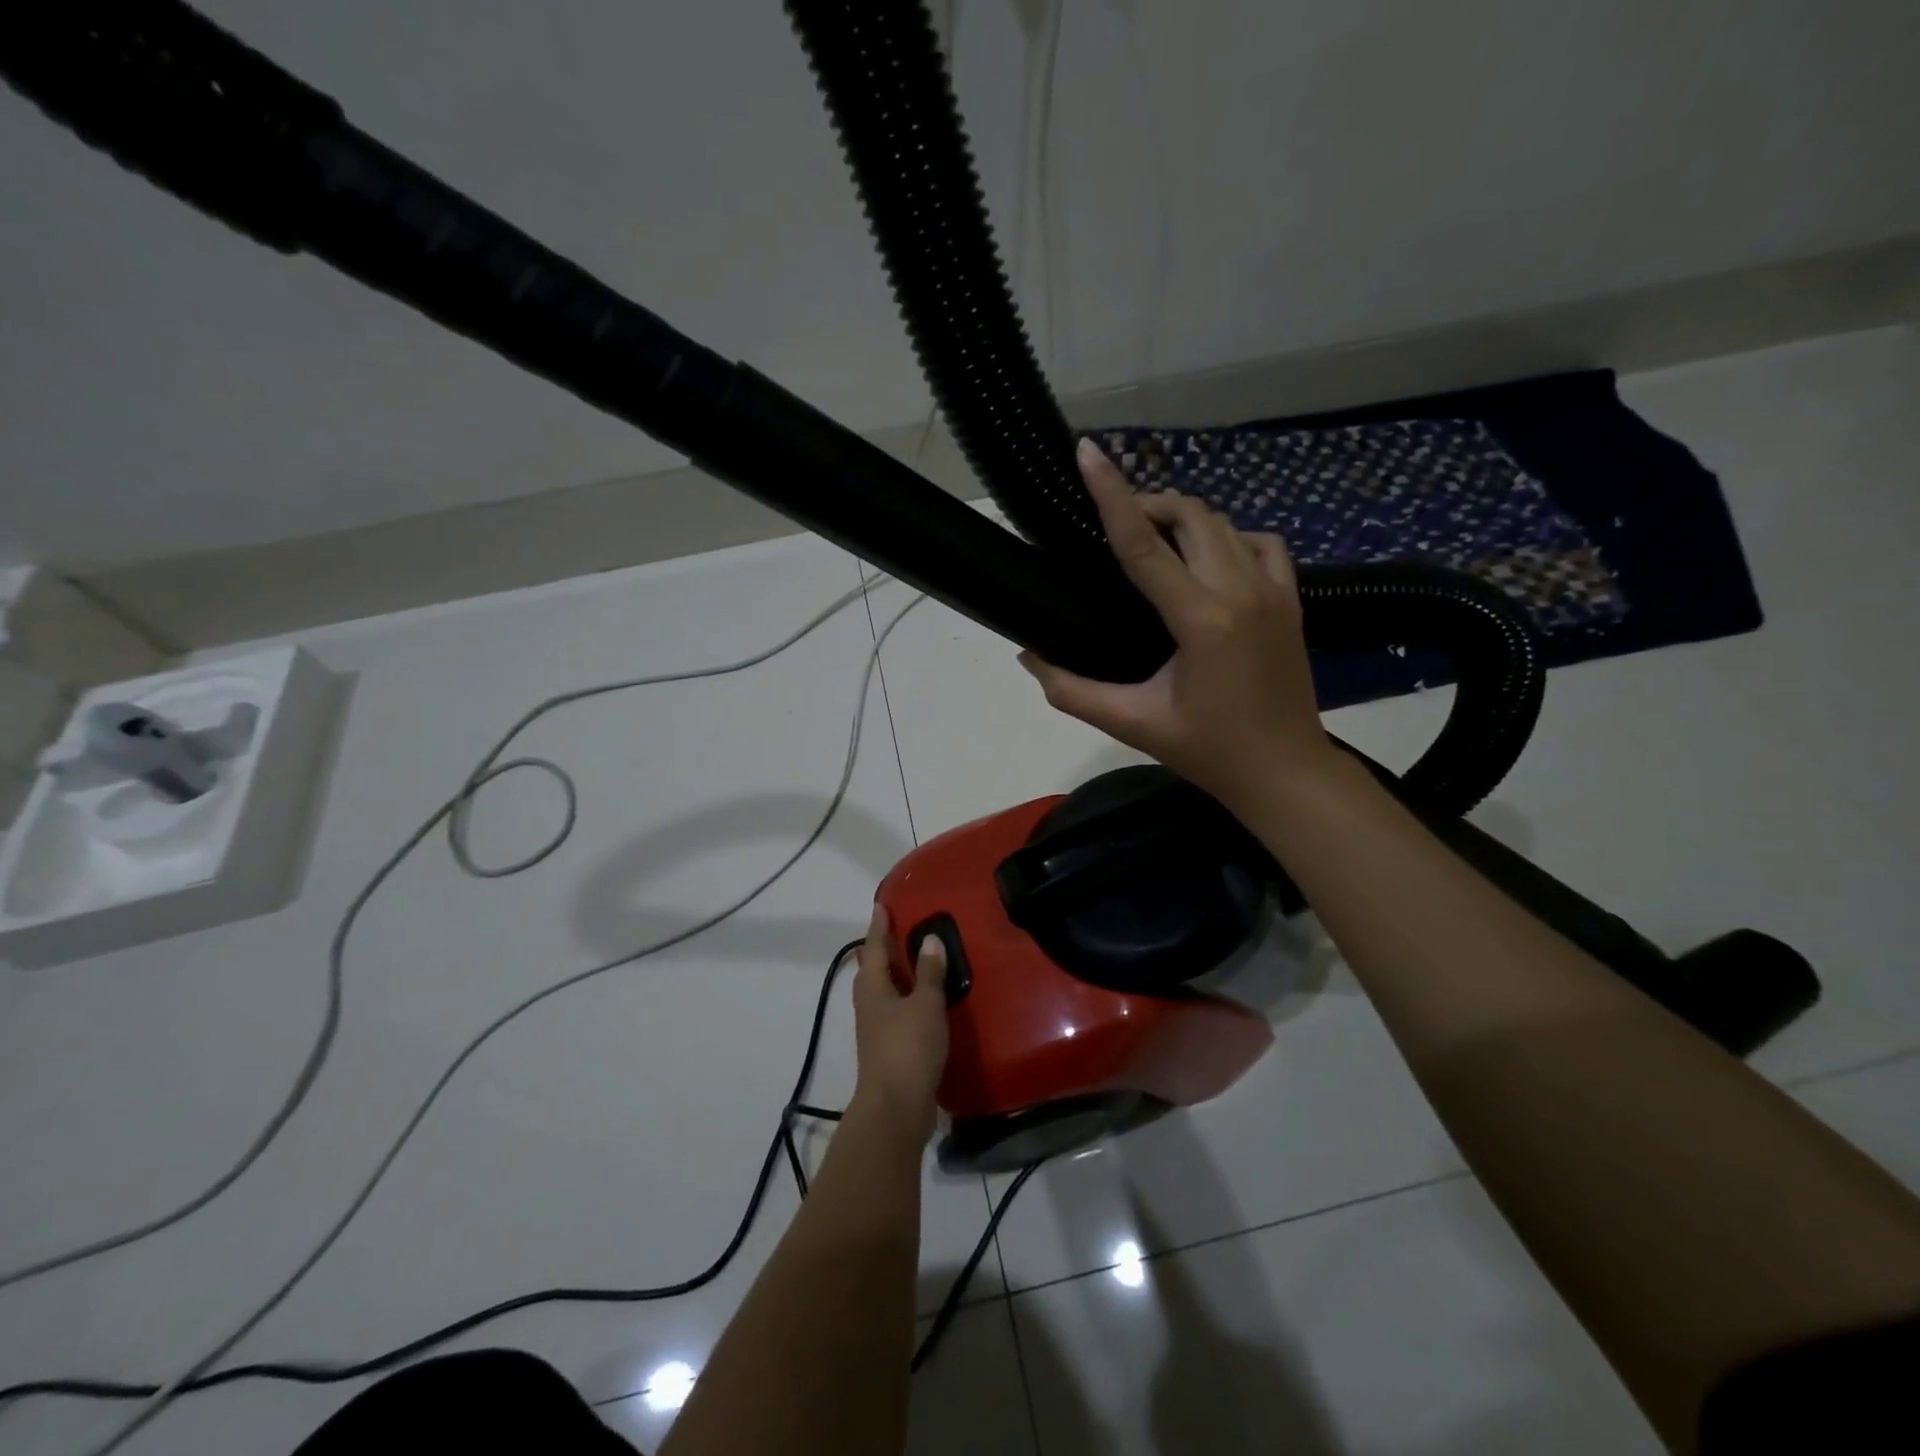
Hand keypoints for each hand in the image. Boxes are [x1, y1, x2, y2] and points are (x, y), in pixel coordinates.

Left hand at [850, 904, 949, 1144]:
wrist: (896, 1109)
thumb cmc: (907, 1049)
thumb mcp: (925, 1005)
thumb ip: (929, 973)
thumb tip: (929, 939)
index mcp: (872, 987)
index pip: (874, 946)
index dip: (879, 924)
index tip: (882, 904)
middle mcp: (869, 1002)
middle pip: (874, 967)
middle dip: (885, 947)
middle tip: (903, 927)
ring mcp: (877, 1027)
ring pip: (885, 989)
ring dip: (898, 973)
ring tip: (918, 958)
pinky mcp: (889, 1047)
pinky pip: (898, 1009)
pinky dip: (909, 996)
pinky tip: (926, 999)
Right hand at [1018, 439, 1335, 811]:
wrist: (1286, 772)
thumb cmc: (1209, 751)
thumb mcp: (1134, 724)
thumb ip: (1073, 691)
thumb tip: (1029, 655)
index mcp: (1202, 619)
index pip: (1145, 544)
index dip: (1112, 495)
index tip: (1088, 453)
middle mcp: (1242, 590)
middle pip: (1190, 515)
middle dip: (1147, 505)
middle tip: (1112, 524)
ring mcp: (1275, 590)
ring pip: (1225, 522)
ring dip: (1184, 519)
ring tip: (1153, 540)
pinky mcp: (1292, 598)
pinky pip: (1259, 542)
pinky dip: (1227, 537)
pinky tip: (1208, 560)